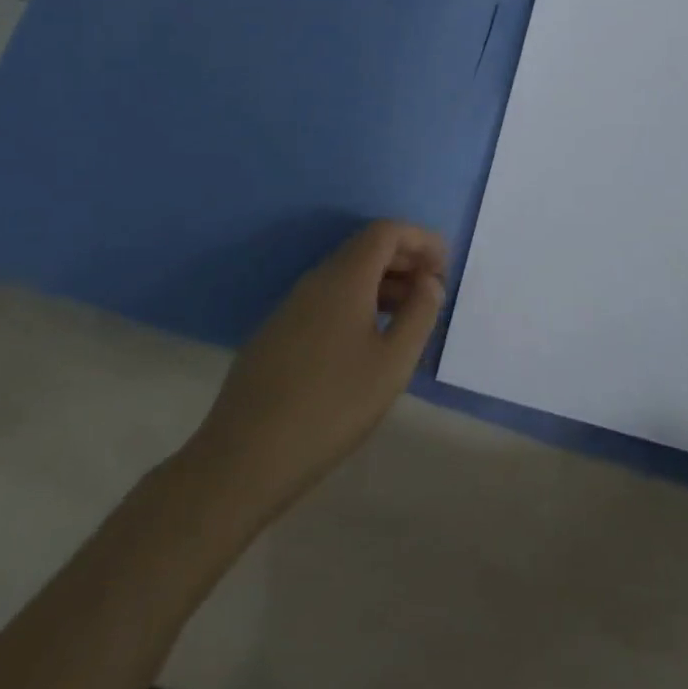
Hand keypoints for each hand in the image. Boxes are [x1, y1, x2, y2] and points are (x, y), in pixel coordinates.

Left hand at [189, 220, 447, 522]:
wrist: (243, 457)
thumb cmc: (331, 407)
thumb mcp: (392, 364)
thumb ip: (419, 315)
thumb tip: (430, 282)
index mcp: (344, 277)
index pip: (386, 231)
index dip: (420, 240)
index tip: (444, 267)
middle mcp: (316, 280)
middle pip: (366, 248)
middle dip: (405, 259)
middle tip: (434, 290)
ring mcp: (292, 306)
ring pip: (346, 275)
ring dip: (382, 283)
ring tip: (409, 317)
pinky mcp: (278, 333)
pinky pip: (328, 298)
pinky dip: (358, 302)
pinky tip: (369, 341)